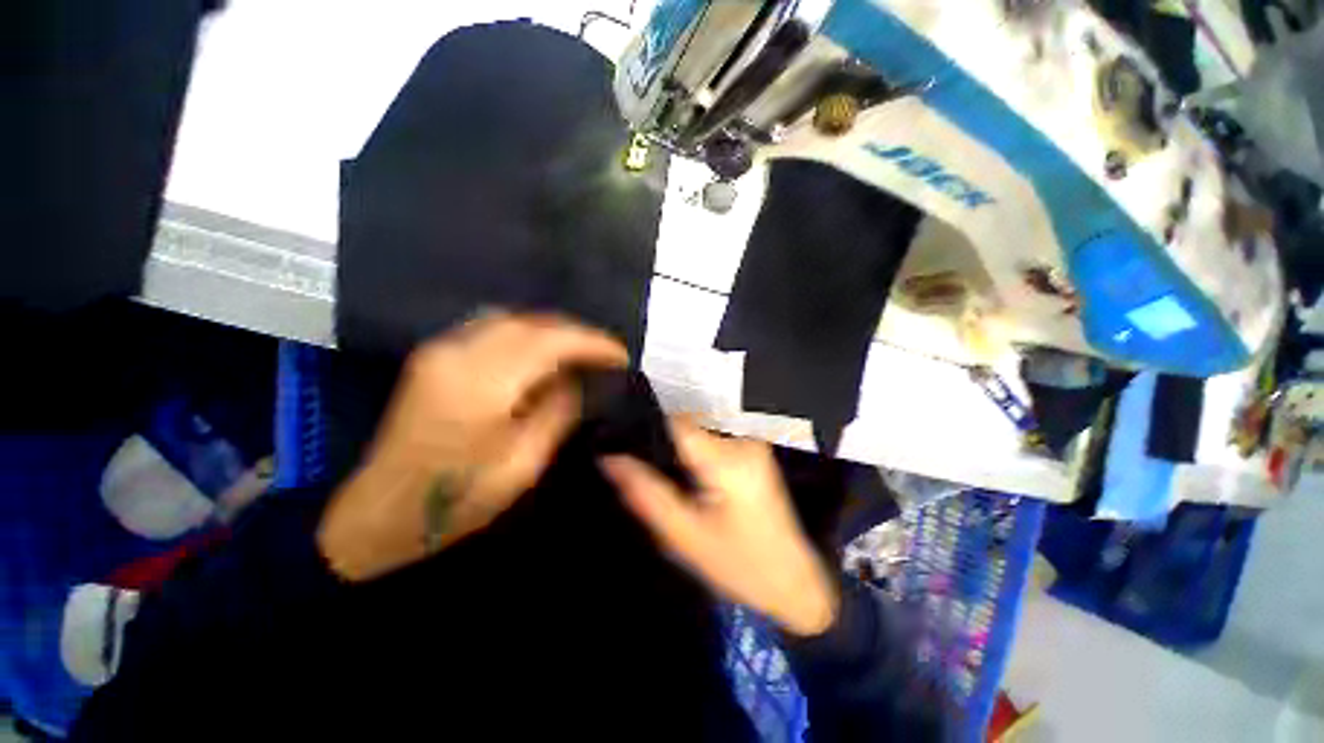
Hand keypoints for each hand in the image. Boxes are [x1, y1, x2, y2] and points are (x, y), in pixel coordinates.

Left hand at [318, 313, 626, 581]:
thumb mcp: (523, 464)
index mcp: (481, 384)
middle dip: (576, 332)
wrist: (379, 514)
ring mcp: (441, 348)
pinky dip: (526, 332)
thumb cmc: (456, 500)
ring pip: (512, 318)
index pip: (550, 342)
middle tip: (605, 353)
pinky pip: (492, 326)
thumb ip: (558, 412)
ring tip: (581, 351)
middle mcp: (458, 353)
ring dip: (552, 329)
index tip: (621, 355)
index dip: (592, 342)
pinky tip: (543, 352)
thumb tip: (582, 379)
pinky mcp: (435, 354)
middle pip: (531, 321)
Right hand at [601, 422, 838, 636]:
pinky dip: (691, 451)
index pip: (675, 422)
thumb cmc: (741, 565)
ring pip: (696, 429)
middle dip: (658, 440)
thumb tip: (609, 459)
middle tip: (637, 466)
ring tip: (662, 473)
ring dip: (675, 446)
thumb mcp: (685, 536)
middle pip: (685, 423)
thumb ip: (646, 495)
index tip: (619, 439)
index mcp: (727, 459)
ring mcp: (752, 441)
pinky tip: (686, 475)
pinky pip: (710, 438)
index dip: (645, 425)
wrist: (795, 580)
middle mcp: (742, 438)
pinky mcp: (754, 448)